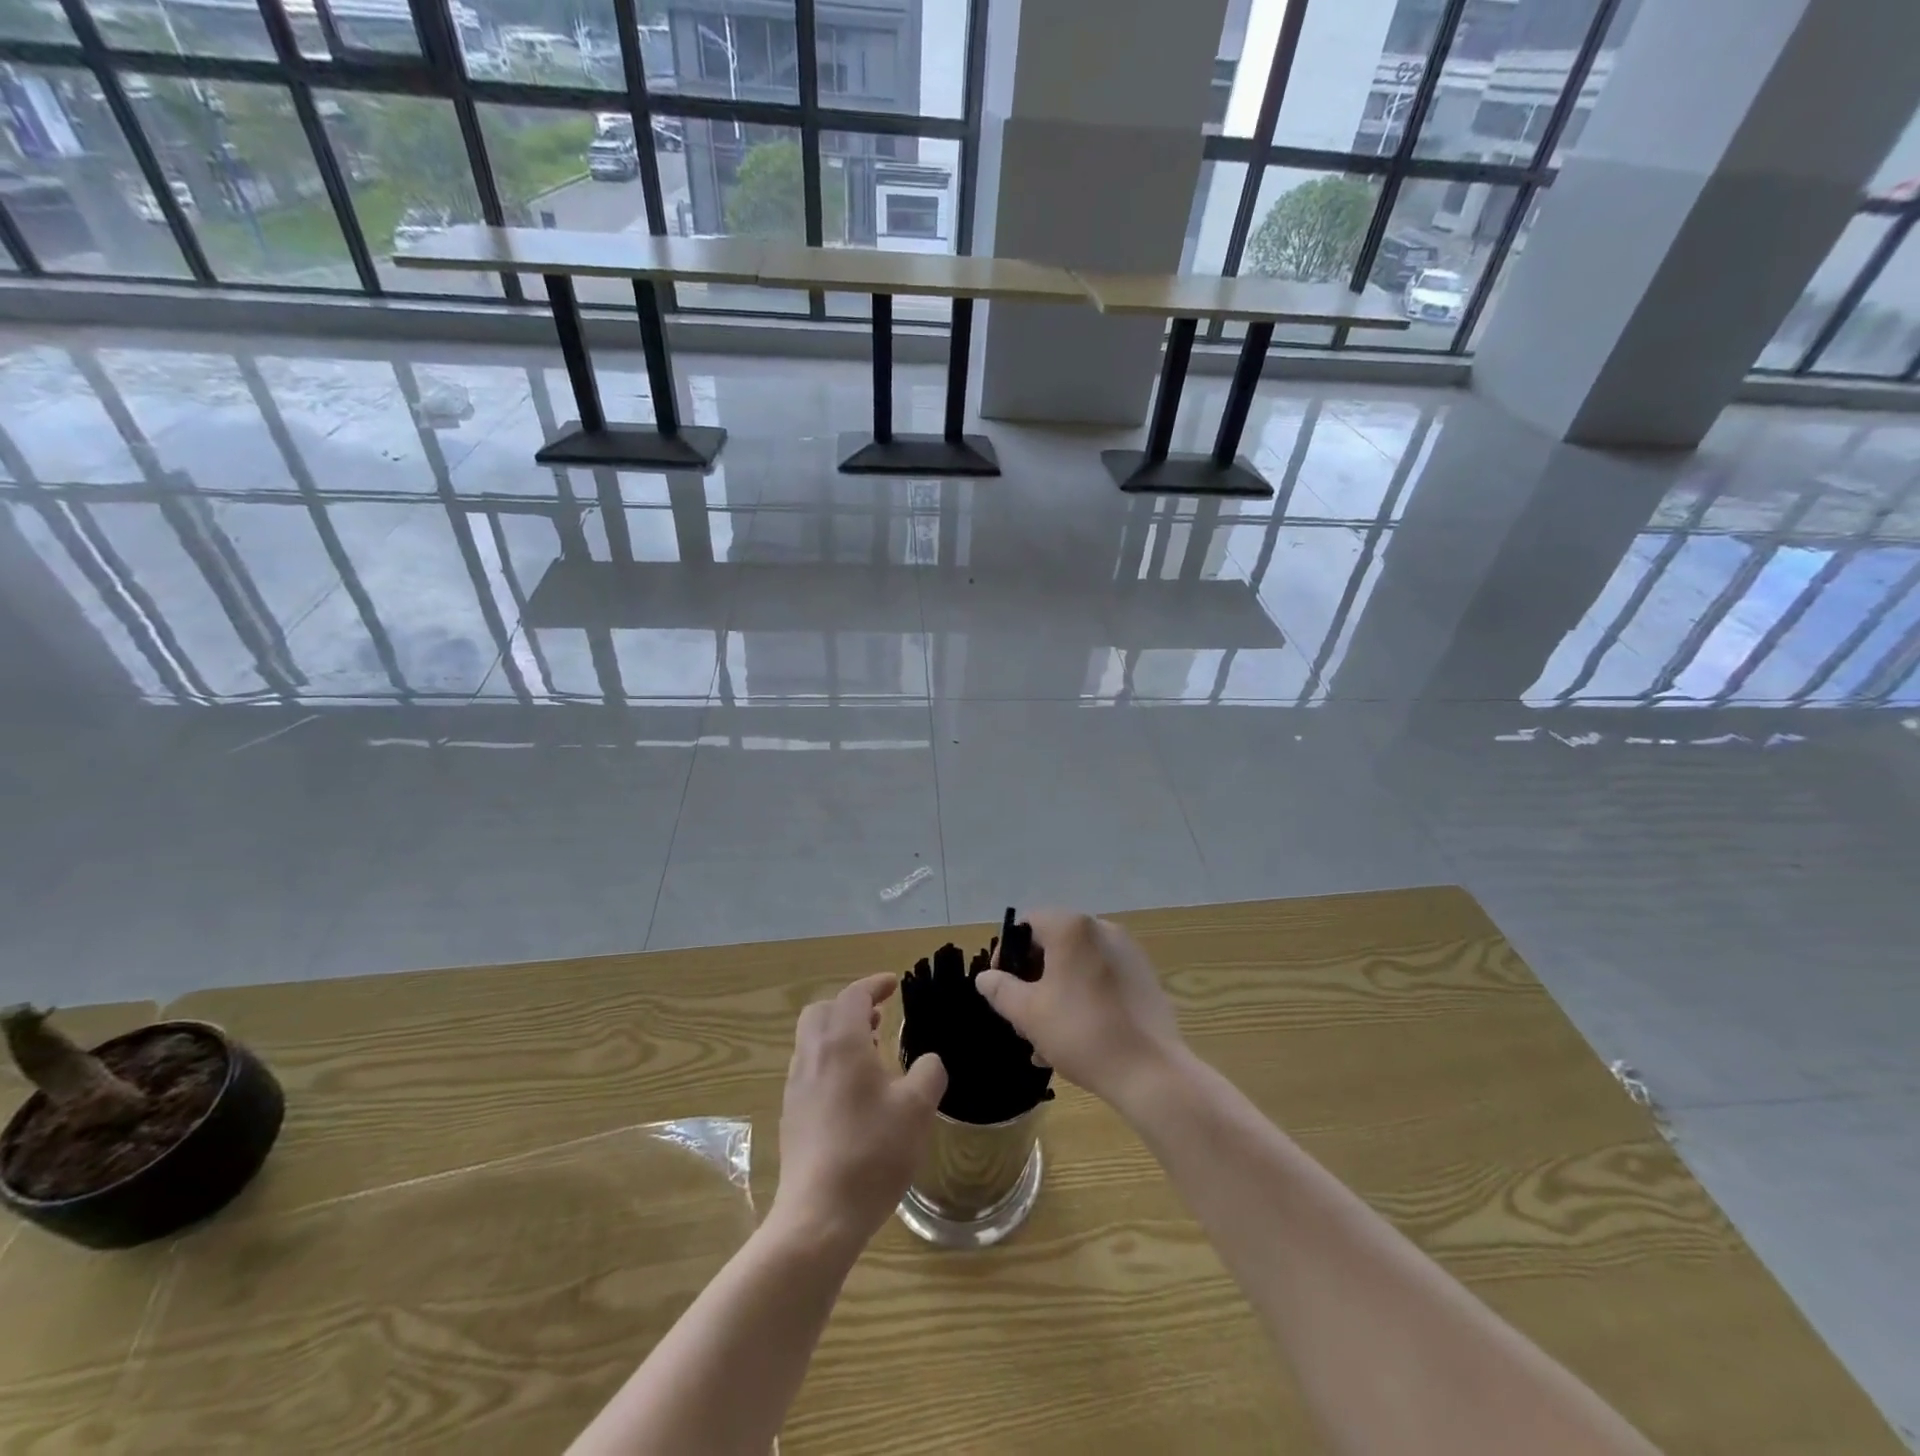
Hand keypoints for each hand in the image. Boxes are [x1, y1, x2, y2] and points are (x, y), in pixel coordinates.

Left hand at [771, 973, 947, 1254]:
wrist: (819, 1215)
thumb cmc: (872, 1152)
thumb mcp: (917, 1109)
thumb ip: (928, 1074)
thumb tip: (927, 1062)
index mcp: (841, 1043)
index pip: (853, 997)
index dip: (874, 986)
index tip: (893, 984)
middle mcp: (812, 1055)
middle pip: (822, 1012)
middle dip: (849, 1007)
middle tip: (879, 1018)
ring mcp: (796, 1086)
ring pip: (812, 1041)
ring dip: (839, 1035)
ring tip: (872, 1052)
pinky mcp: (791, 1115)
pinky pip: (809, 1069)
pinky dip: (830, 1061)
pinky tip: (854, 1092)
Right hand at [976, 911, 1185, 1108]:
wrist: (1151, 1071)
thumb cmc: (1081, 1033)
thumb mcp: (1028, 1013)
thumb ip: (1001, 990)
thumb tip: (986, 977)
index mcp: (1072, 928)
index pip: (1028, 925)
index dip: (1008, 954)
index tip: (1002, 988)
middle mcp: (1102, 929)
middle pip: (1054, 945)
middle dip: (1033, 980)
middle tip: (1022, 1017)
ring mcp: (1128, 953)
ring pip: (1078, 966)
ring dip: (1057, 993)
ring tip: (1046, 1039)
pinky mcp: (1145, 978)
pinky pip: (1102, 979)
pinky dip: (1084, 998)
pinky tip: (1077, 1038)